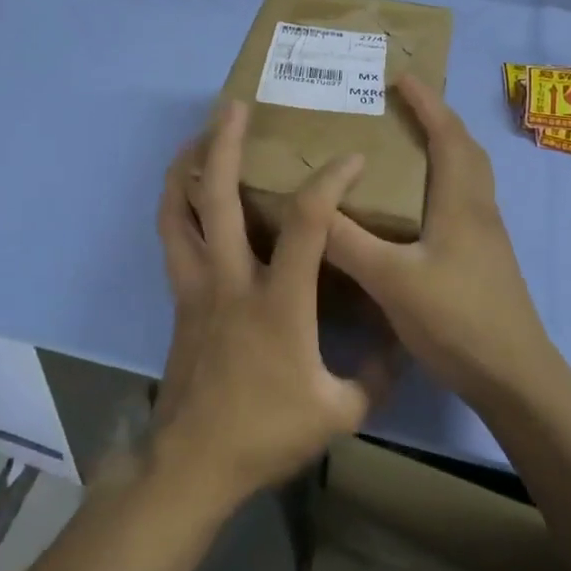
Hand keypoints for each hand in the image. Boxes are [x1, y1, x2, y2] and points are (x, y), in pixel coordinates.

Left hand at [152, 102, 399, 509]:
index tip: (349, 158)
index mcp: (278, 301)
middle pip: (218, 198)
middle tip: (233, 106)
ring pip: (178, 215)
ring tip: (195, 139)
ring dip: (184, 171)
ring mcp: (197, 288)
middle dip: (224, 145)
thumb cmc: (267, 433)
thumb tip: (398, 338)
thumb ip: (375, 372)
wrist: (193, 464)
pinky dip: (176, 209)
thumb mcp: (340, 411)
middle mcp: (231, 280)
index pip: (306, 223)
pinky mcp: (180, 301)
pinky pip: (172, 241)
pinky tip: (185, 197)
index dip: (329, 182)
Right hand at [326, 74, 554, 404]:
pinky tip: (414, 209)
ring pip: (467, 176)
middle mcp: (479, 210)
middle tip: (401, 107)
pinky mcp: (484, 260)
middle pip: (465, 149)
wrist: (515, 378)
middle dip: (436, 119)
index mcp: (462, 202)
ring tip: (404, 147)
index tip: (401, 77)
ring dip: (443, 150)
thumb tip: (309, 207)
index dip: (426, 102)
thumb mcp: (392, 280)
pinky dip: (442, 183)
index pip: (447, 135)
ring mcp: (486, 237)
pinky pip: (463, 201)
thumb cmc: (457, 320)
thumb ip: (348, 243)